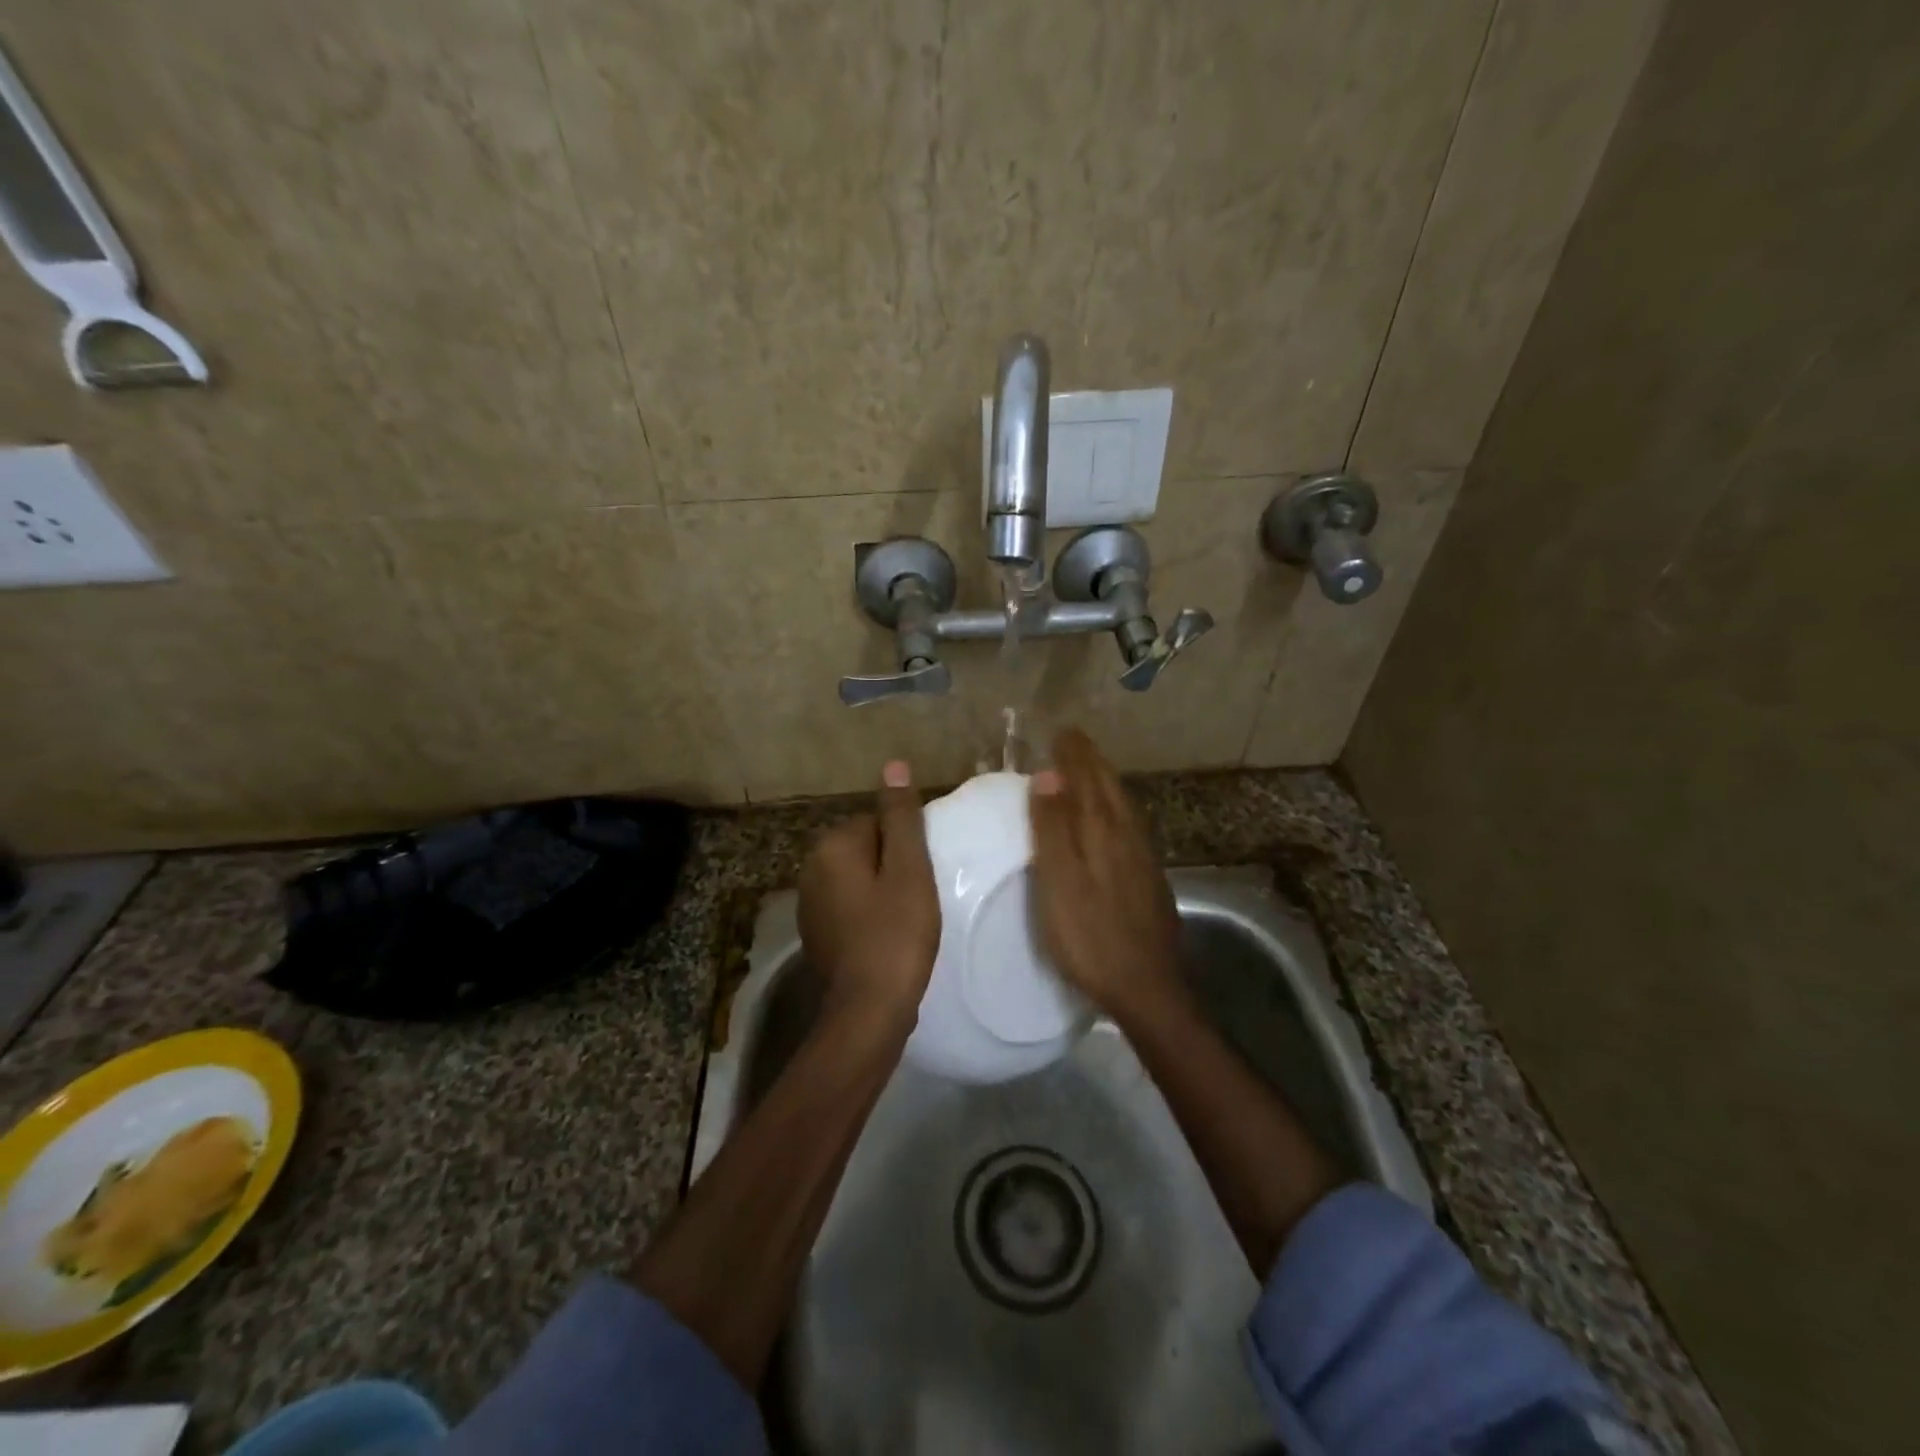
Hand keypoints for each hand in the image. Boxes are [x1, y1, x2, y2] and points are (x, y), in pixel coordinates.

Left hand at [798, 760, 940, 1030]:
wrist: (869, 1009)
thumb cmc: (896, 933)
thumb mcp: (909, 869)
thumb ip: (901, 817)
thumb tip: (893, 766)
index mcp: (831, 847)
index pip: (876, 821)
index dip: (906, 845)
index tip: (924, 872)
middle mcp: (810, 869)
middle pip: (865, 848)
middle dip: (892, 864)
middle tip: (920, 895)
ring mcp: (809, 904)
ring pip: (857, 878)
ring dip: (881, 888)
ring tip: (908, 915)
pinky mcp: (816, 932)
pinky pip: (849, 905)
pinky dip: (869, 912)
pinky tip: (888, 934)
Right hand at [1029, 728, 1181, 1022]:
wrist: (1147, 986)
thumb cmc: (1089, 936)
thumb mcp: (1059, 882)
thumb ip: (1052, 829)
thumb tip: (1048, 775)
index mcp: (1102, 832)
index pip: (1086, 780)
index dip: (1074, 755)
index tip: (1062, 730)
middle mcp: (1127, 836)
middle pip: (1109, 788)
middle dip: (1092, 761)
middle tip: (1075, 740)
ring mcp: (1144, 858)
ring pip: (1123, 806)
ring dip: (1106, 782)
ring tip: (1092, 769)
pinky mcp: (1151, 879)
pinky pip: (1130, 826)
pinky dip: (1117, 808)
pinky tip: (1115, 819)